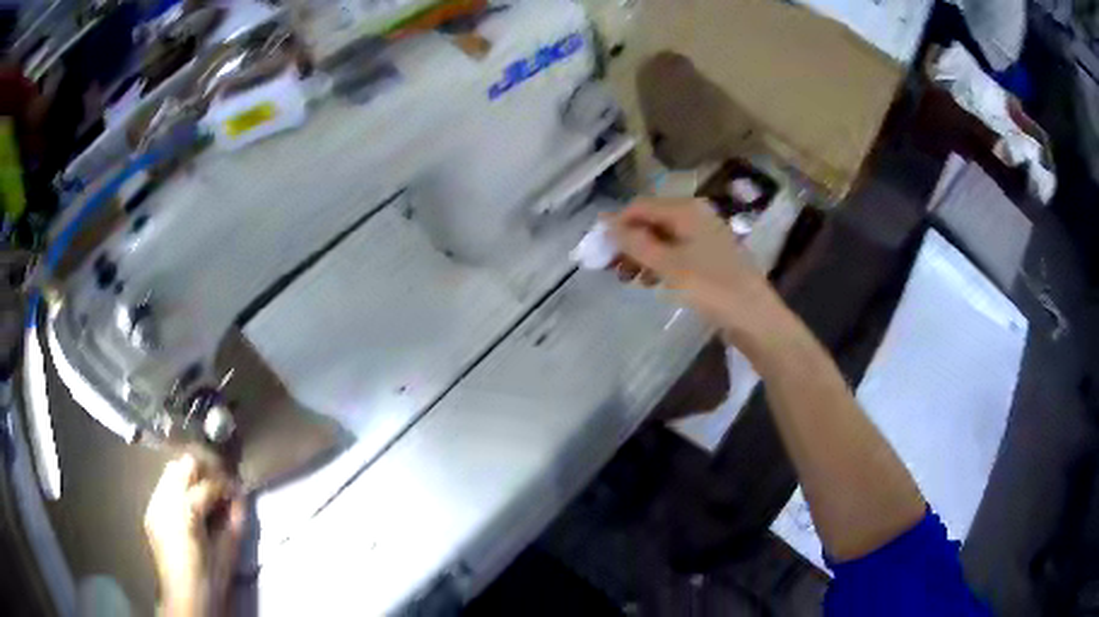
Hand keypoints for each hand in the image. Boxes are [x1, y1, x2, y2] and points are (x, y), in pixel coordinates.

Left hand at [144, 455, 244, 616]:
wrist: (184, 598)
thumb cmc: (210, 578)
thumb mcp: (228, 551)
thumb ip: (234, 520)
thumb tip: (240, 496)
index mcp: (186, 510)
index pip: (210, 484)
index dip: (227, 484)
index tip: (238, 490)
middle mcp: (165, 499)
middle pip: (185, 465)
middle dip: (206, 470)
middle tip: (222, 483)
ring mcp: (154, 503)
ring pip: (172, 471)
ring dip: (191, 477)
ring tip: (205, 491)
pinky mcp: (150, 511)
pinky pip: (163, 487)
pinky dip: (178, 488)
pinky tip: (189, 504)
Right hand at [607, 198, 798, 353]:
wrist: (755, 317)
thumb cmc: (712, 287)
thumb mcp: (668, 265)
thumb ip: (635, 243)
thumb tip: (606, 223)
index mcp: (686, 210)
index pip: (640, 206)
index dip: (617, 224)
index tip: (599, 249)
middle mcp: (696, 216)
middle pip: (652, 221)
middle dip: (629, 242)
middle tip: (611, 267)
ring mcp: (705, 236)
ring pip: (663, 238)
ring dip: (642, 255)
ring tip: (627, 278)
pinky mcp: (710, 256)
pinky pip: (676, 252)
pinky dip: (659, 263)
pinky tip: (651, 281)